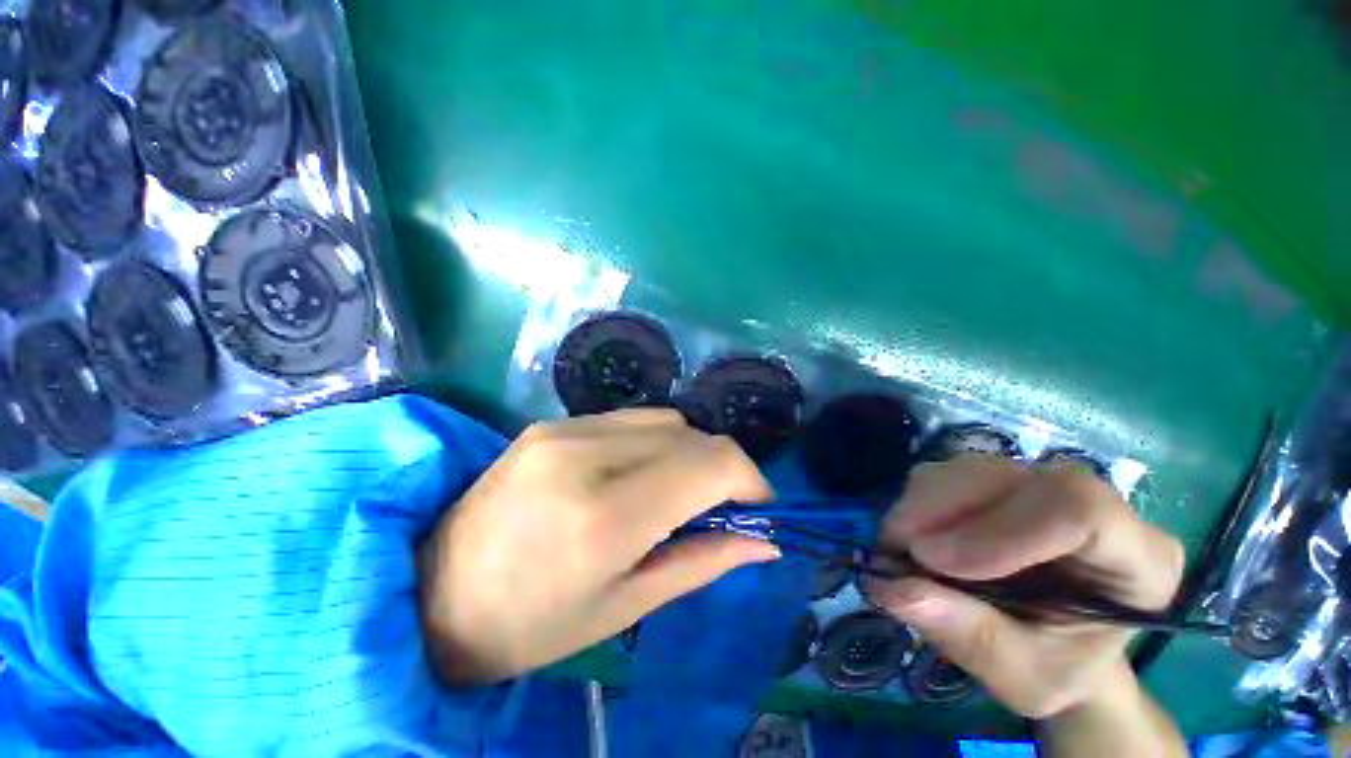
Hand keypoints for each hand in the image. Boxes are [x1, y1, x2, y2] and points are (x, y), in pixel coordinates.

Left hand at [417, 409, 780, 684]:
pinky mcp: (551, 422)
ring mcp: (564, 429)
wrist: (432, 593)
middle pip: (692, 435)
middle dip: (721, 468)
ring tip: (675, 492)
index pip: (710, 464)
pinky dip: (654, 442)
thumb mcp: (624, 606)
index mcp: (604, 515)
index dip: (750, 479)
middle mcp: (586, 454)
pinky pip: (630, 419)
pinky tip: (637, 473)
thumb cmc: (529, 625)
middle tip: (716, 507)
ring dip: (688, 452)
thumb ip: (702, 561)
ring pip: (665, 420)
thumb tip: (763, 540)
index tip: (757, 508)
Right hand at [866, 455, 1184, 718]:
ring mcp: (1041, 484)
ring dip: (921, 505)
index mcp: (1138, 558)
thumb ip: (970, 637)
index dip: (997, 529)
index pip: (1078, 509)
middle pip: (1009, 478)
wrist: (1056, 643)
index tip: (933, 562)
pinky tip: (914, 535)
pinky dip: (918, 501)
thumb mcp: (1023, 676)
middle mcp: (1093, 504)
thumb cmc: (1057, 667)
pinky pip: (948, 472)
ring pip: (970, 469)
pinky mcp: (999, 479)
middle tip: (895, 551)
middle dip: (939, 511)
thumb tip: (892, 588)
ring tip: (900, 549)